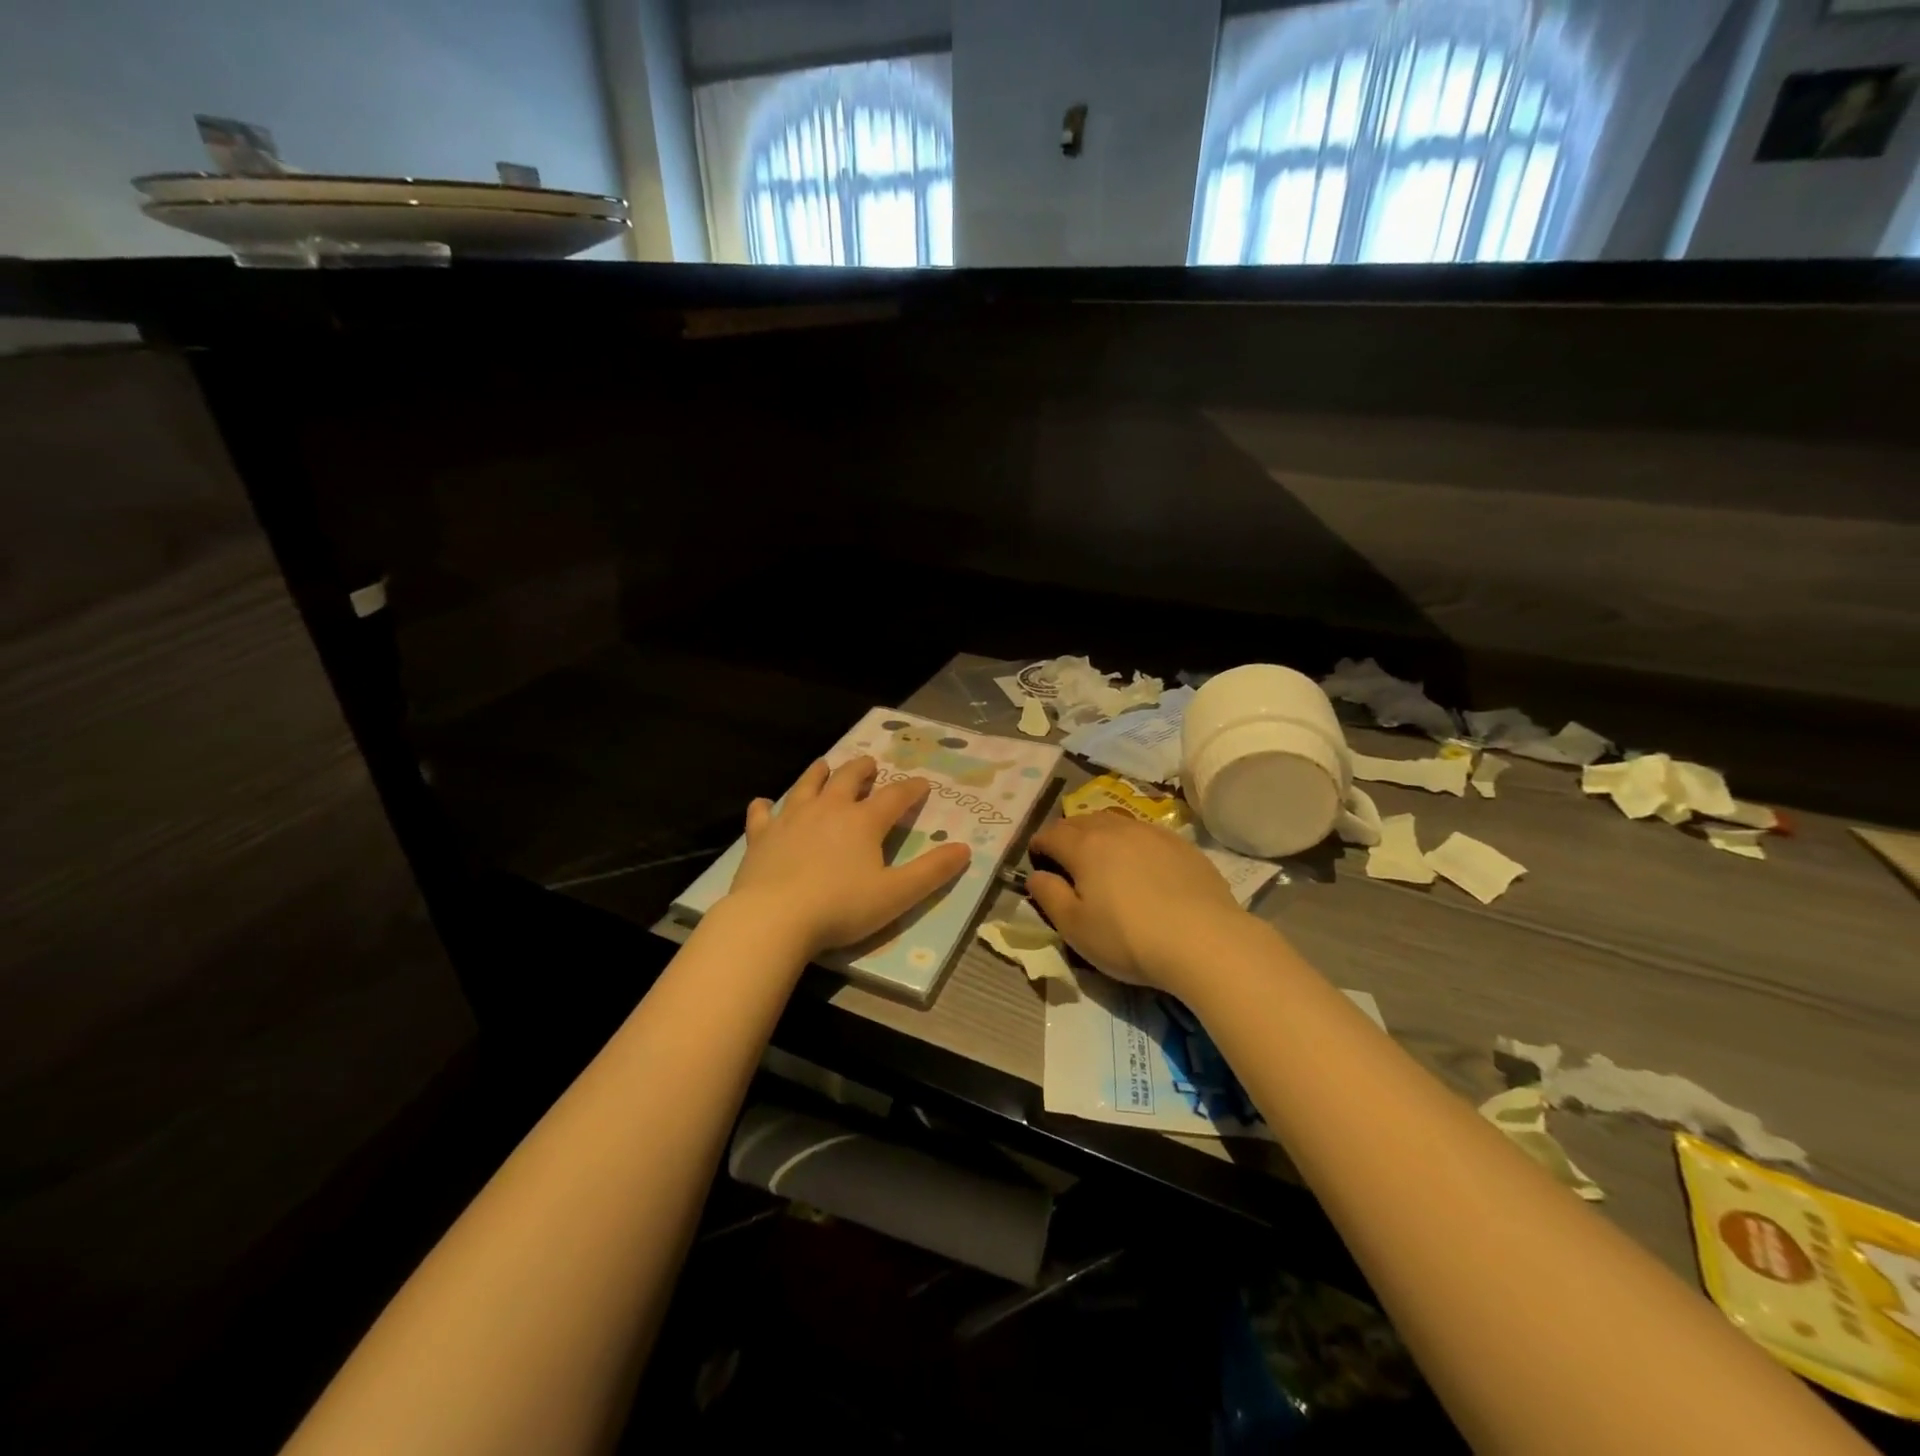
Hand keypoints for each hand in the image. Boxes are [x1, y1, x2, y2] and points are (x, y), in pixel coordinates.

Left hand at [727, 756, 971, 957]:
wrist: (773, 918)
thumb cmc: (841, 907)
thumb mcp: (897, 894)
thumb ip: (932, 871)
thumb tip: (964, 849)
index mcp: (864, 821)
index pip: (895, 796)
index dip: (911, 789)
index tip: (922, 784)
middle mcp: (829, 809)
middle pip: (849, 778)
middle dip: (863, 769)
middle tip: (870, 764)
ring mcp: (791, 818)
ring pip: (807, 785)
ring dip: (819, 773)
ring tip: (825, 765)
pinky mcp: (762, 835)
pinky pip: (763, 813)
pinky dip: (766, 806)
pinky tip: (764, 803)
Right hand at [1027, 810, 1244, 990]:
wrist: (1204, 940)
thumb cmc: (1128, 937)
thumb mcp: (1075, 927)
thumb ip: (1049, 896)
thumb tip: (1035, 875)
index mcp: (1084, 846)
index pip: (1051, 834)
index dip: (1039, 845)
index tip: (1037, 859)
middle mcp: (1116, 829)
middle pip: (1082, 821)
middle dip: (1067, 834)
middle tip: (1065, 857)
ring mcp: (1152, 833)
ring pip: (1115, 821)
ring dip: (1100, 833)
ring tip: (1101, 856)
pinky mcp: (1182, 845)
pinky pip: (1145, 832)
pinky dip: (1132, 841)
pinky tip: (1140, 864)